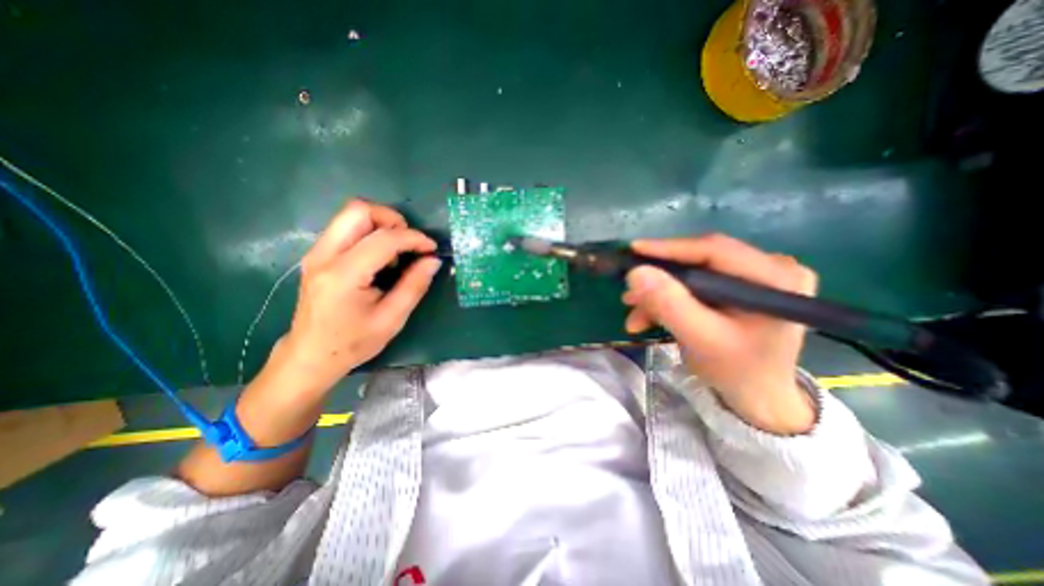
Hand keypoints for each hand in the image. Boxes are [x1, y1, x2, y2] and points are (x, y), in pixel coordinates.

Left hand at [277, 199, 438, 394]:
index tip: (431, 249)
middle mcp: (324, 255)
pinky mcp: (317, 254)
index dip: (414, 238)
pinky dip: (370, 232)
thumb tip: (433, 260)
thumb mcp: (392, 319)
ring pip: (351, 214)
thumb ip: (414, 285)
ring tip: (397, 250)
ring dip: (381, 224)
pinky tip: (380, 256)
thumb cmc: (353, 342)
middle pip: (359, 210)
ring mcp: (316, 252)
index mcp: (343, 276)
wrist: (310, 355)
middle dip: (392, 219)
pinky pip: (346, 227)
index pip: (384, 239)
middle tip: (409, 243)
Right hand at [624, 233, 818, 435]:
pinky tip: (649, 316)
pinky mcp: (739, 287)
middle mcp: (770, 267)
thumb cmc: (737, 371)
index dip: (669, 248)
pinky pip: (696, 285)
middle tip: (629, 293)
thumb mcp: (701, 339)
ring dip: (660, 293)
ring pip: (693, 274)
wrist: (758, 398)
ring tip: (634, 313)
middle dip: (660, 280)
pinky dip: (670, 300)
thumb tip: (636, 272)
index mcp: (775, 277)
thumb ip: (669, 304)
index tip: (633, 250)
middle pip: (700, 261)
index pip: (714, 249)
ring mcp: (755, 276)